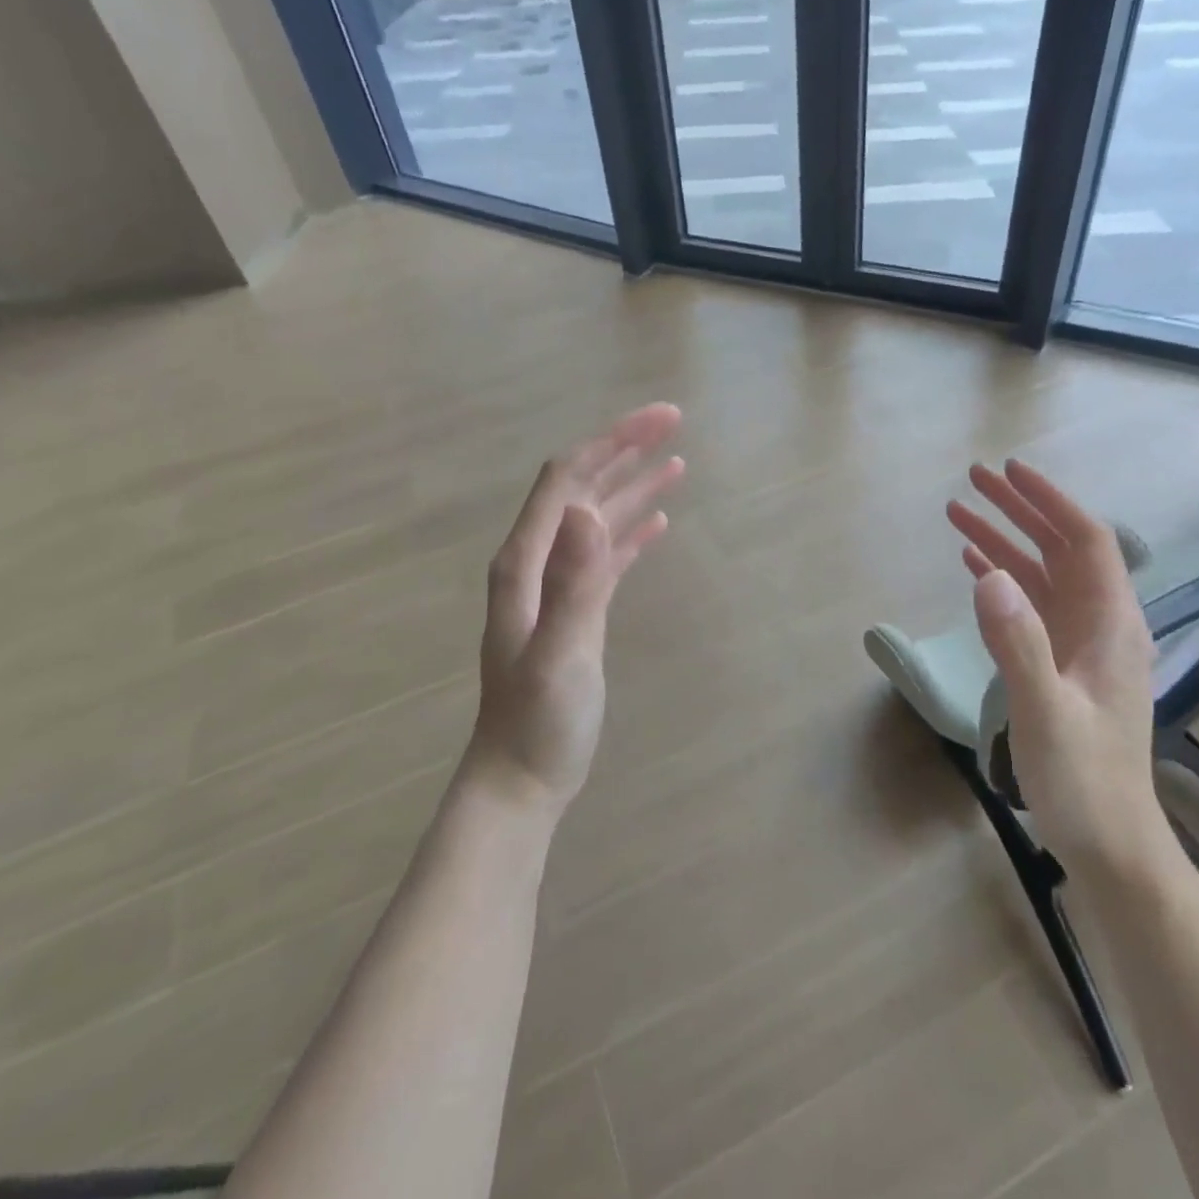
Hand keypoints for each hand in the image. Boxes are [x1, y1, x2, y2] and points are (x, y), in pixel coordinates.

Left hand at [470, 403, 684, 813]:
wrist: (521, 777)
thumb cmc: (537, 722)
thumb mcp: (559, 654)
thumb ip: (573, 584)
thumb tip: (588, 510)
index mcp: (527, 561)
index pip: (568, 478)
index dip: (612, 441)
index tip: (660, 420)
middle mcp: (539, 562)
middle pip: (583, 487)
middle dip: (626, 450)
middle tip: (675, 423)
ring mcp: (559, 586)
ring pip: (598, 518)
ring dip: (634, 486)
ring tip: (677, 463)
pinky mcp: (579, 609)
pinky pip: (608, 556)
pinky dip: (633, 531)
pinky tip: (659, 521)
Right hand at [946, 461, 1162, 870]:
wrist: (1109, 844)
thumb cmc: (1084, 780)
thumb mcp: (1046, 710)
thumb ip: (1019, 642)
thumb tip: (986, 573)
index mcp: (1111, 625)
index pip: (1087, 541)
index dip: (1050, 501)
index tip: (1010, 472)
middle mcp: (1100, 624)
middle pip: (1061, 549)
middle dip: (1020, 511)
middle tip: (973, 480)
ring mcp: (1080, 645)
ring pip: (1042, 576)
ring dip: (1005, 541)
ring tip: (958, 513)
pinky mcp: (1061, 665)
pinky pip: (1030, 607)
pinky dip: (1003, 579)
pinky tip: (975, 566)